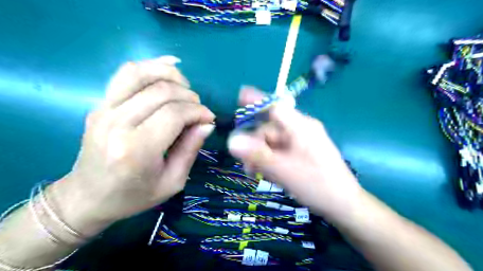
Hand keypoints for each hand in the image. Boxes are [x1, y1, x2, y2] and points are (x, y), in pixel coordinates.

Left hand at [50, 56, 212, 235]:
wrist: (87, 197)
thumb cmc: (134, 196)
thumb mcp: (172, 181)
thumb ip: (191, 149)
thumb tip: (207, 123)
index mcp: (136, 150)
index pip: (174, 114)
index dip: (198, 111)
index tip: (209, 118)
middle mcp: (117, 124)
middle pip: (162, 92)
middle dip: (190, 97)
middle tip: (199, 110)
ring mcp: (103, 109)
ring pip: (142, 74)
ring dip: (171, 76)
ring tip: (186, 89)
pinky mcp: (99, 103)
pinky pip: (126, 73)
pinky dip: (150, 65)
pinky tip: (169, 67)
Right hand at [229, 88, 360, 218]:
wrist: (344, 205)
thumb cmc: (317, 185)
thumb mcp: (284, 170)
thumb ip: (257, 155)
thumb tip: (231, 141)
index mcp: (301, 127)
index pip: (275, 106)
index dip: (257, 101)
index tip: (239, 96)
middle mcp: (301, 130)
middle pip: (270, 129)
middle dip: (255, 145)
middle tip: (247, 165)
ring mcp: (302, 142)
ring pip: (273, 142)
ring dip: (261, 155)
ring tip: (255, 172)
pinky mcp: (301, 153)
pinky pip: (280, 151)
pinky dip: (270, 160)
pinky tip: (267, 173)